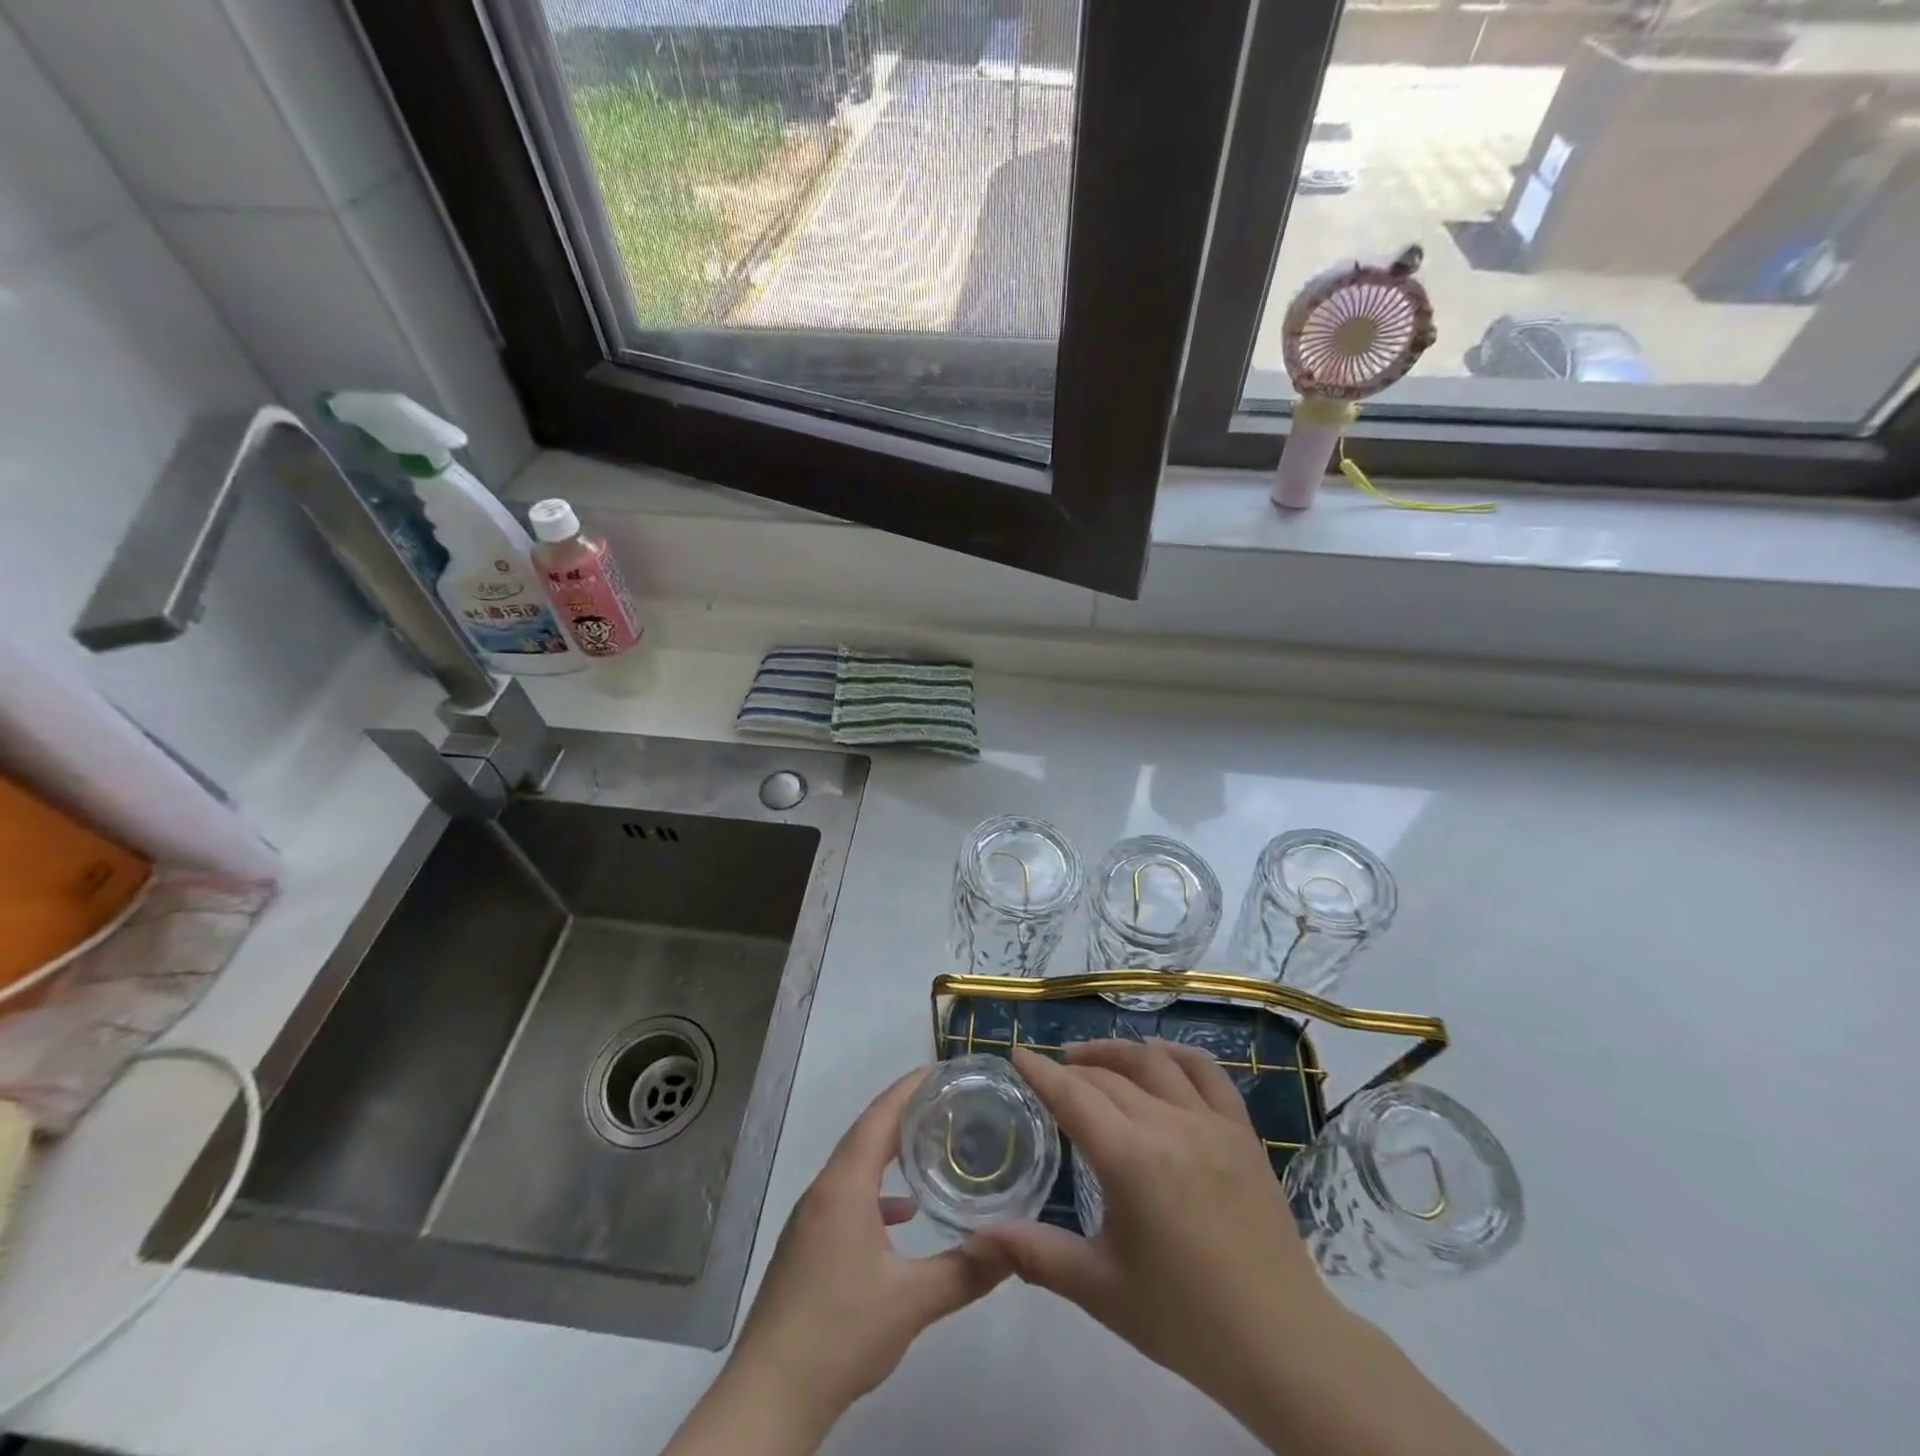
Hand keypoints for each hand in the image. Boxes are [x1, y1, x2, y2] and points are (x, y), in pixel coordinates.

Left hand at [725, 1068, 1008, 1429]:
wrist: (769, 1396)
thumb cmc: (840, 1333)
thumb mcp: (912, 1302)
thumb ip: (966, 1271)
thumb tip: (1015, 1245)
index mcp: (844, 1186)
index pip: (879, 1116)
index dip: (909, 1088)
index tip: (941, 1069)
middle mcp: (823, 1191)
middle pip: (867, 1135)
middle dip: (905, 1114)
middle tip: (947, 1102)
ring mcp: (810, 1219)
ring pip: (855, 1167)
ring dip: (890, 1153)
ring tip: (931, 1148)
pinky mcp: (806, 1246)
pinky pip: (846, 1197)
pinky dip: (876, 1193)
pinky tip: (902, 1217)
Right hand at [972, 1041, 1343, 1413]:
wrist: (1282, 1344)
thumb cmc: (1184, 1320)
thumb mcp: (1100, 1289)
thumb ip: (1036, 1254)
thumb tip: (976, 1237)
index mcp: (1130, 1159)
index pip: (1073, 1096)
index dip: (1040, 1071)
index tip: (1017, 1053)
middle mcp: (1168, 1125)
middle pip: (1108, 1076)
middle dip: (1073, 1068)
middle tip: (1050, 1072)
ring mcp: (1211, 1122)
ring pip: (1154, 1063)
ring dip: (1117, 1052)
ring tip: (1092, 1058)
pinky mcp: (1242, 1131)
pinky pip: (1208, 1072)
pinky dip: (1176, 1054)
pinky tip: (1160, 1058)